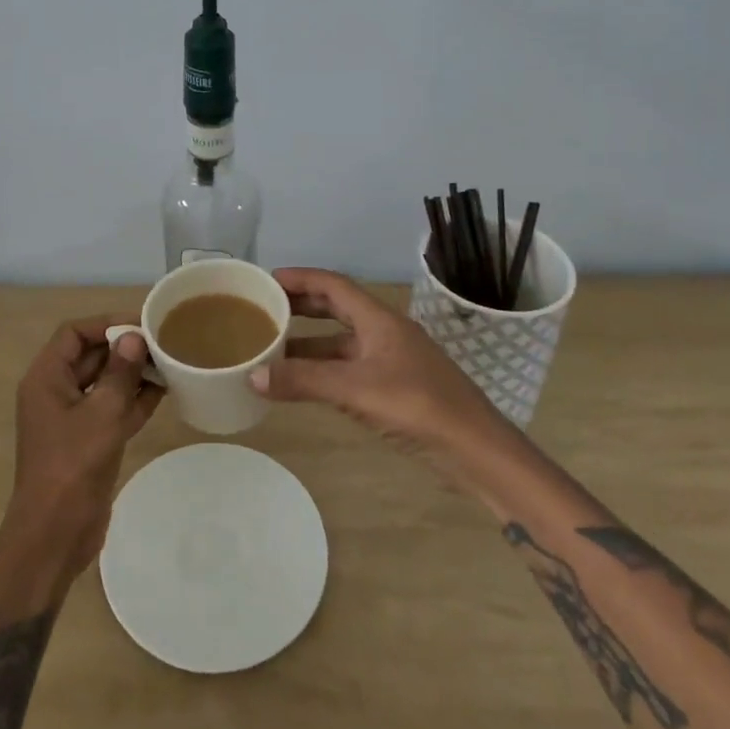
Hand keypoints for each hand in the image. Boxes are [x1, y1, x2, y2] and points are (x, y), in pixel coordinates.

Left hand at [0, 316, 162, 582]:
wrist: (55, 535)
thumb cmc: (73, 466)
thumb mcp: (102, 413)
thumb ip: (120, 372)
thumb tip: (133, 337)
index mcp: (46, 378)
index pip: (73, 333)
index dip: (105, 324)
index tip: (140, 324)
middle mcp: (56, 392)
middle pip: (90, 355)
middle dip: (124, 347)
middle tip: (162, 341)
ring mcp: (72, 419)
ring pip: (104, 382)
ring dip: (133, 373)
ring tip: (169, 362)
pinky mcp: (88, 441)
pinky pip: (112, 409)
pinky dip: (134, 399)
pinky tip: (164, 391)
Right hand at [251, 268, 507, 468]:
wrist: (476, 450)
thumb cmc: (418, 406)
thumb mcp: (356, 390)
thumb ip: (304, 381)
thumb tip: (253, 374)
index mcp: (379, 320)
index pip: (334, 285)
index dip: (301, 278)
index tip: (268, 279)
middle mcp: (385, 333)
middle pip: (338, 308)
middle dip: (302, 306)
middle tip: (266, 309)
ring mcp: (393, 361)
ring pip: (343, 342)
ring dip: (310, 342)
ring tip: (274, 348)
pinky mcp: (396, 388)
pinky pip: (350, 368)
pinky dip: (325, 369)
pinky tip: (306, 383)